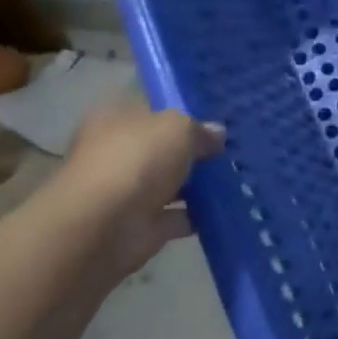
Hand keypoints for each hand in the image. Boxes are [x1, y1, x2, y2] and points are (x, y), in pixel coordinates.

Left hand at [58, 100, 225, 276]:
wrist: (102, 227)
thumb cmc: (136, 160)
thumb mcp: (178, 127)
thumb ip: (200, 128)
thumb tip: (216, 134)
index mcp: (114, 119)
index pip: (151, 111)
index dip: (182, 114)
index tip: (214, 123)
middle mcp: (116, 153)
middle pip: (161, 148)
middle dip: (193, 152)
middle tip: (229, 152)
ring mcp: (126, 192)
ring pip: (169, 183)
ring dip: (197, 185)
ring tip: (235, 179)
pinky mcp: (139, 226)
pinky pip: (176, 216)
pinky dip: (197, 214)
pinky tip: (226, 208)